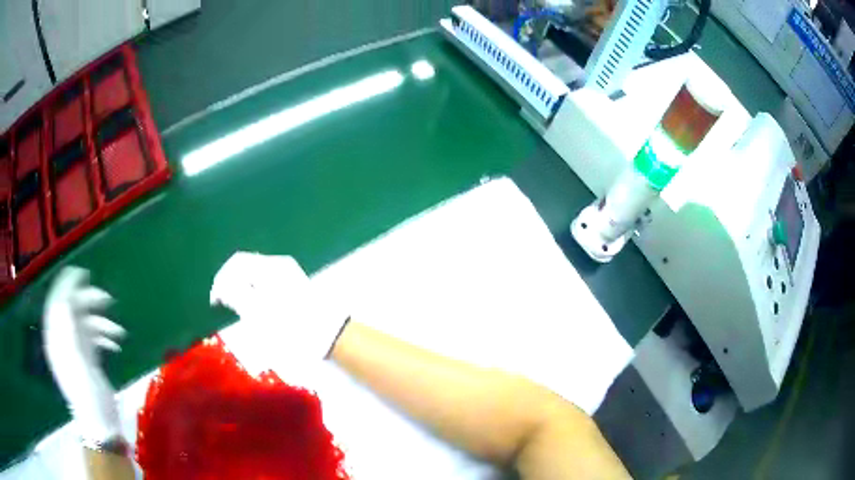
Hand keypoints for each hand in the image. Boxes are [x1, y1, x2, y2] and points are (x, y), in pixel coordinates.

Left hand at [42, 267, 125, 443]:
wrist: (100, 424)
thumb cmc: (86, 395)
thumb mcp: (75, 362)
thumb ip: (68, 329)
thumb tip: (66, 298)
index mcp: (56, 339)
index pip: (56, 303)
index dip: (66, 286)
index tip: (81, 273)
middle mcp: (63, 339)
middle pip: (73, 311)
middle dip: (89, 304)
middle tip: (107, 299)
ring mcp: (76, 349)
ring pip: (86, 324)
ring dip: (101, 323)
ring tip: (119, 331)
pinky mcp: (88, 358)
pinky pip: (94, 338)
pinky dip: (105, 336)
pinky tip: (116, 342)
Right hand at [210, 252, 348, 360]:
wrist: (330, 335)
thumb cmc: (293, 326)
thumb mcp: (259, 313)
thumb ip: (236, 295)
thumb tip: (222, 288)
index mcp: (270, 267)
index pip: (236, 263)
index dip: (221, 279)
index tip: (215, 302)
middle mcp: (279, 265)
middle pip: (245, 267)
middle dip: (231, 284)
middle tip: (224, 306)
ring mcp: (288, 275)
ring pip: (255, 276)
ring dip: (242, 289)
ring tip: (238, 309)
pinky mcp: (293, 287)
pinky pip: (265, 283)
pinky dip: (254, 293)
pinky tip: (254, 309)